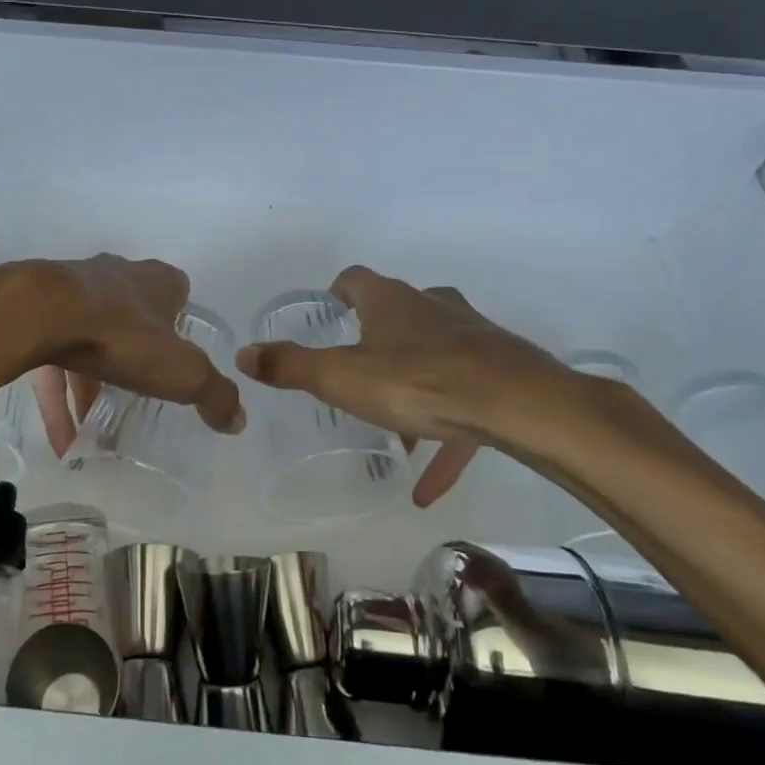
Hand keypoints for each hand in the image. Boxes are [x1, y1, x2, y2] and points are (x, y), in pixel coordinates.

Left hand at [0, 255, 244, 455]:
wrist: (41, 312)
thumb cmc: (123, 335)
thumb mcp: (183, 372)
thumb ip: (214, 395)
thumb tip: (239, 421)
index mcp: (156, 281)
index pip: (176, 292)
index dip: (179, 323)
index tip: (177, 356)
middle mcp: (117, 276)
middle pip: (131, 316)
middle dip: (134, 355)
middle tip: (136, 397)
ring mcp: (73, 290)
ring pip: (88, 340)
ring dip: (91, 388)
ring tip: (91, 436)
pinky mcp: (37, 311)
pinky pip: (52, 359)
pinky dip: (59, 398)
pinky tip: (61, 440)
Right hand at [236, 265, 613, 505]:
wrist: (520, 405)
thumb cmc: (417, 382)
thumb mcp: (341, 378)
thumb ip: (291, 366)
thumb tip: (244, 353)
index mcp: (391, 301)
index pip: (356, 280)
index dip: (337, 292)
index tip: (328, 310)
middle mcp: (431, 307)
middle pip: (398, 314)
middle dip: (377, 340)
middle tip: (357, 372)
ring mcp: (471, 336)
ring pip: (433, 359)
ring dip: (411, 390)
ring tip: (394, 436)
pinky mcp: (500, 371)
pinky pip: (464, 405)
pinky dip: (444, 438)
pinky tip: (429, 485)